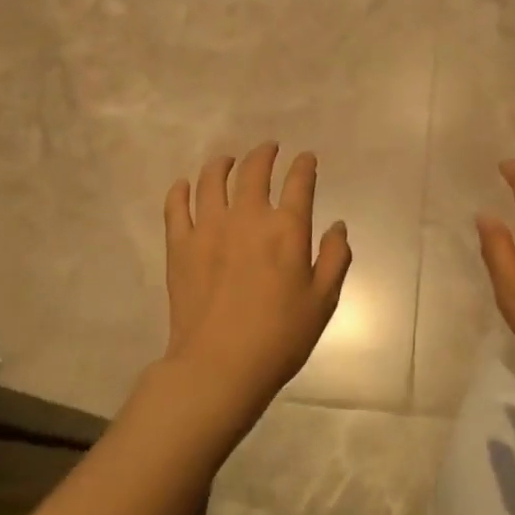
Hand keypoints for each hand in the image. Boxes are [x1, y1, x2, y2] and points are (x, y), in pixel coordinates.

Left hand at [158, 142, 352, 428]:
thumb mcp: (323, 301)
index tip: (306, 158)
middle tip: (268, 149)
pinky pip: (176, 206)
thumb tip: (337, 226)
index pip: (299, 182)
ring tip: (227, 161)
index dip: (304, 165)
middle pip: (254, 171)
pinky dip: (181, 190)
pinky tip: (185, 185)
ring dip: (223, 164)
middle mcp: (247, 217)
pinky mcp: (180, 245)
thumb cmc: (280, 336)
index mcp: (287, 229)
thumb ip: (335, 258)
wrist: (220, 365)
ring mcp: (209, 228)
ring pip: (213, 180)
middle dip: (264, 154)